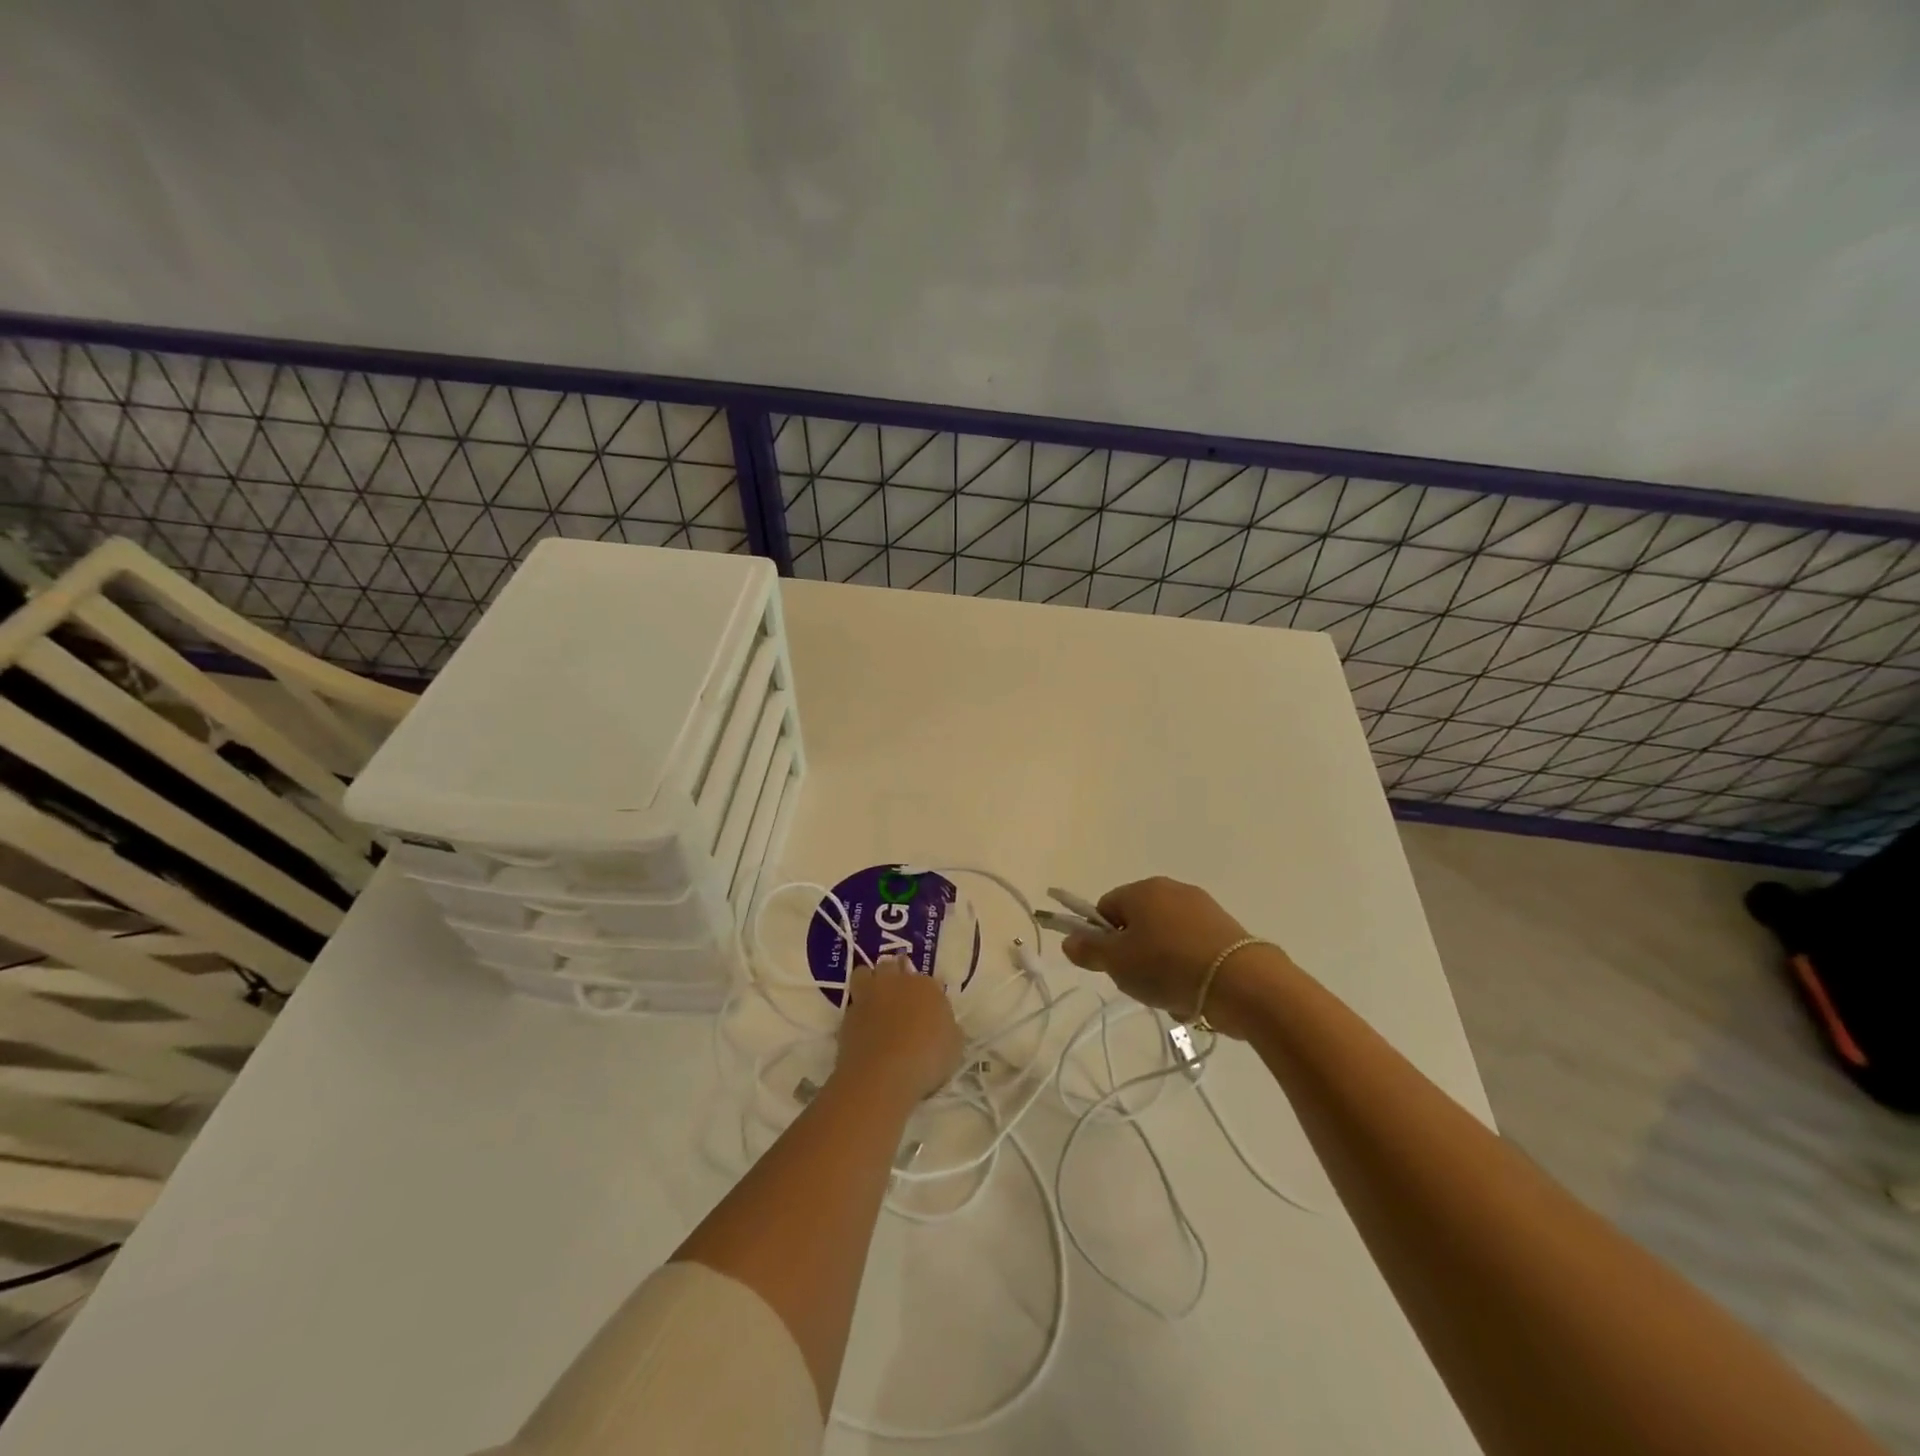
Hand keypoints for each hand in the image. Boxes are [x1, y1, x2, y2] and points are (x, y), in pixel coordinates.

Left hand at [833, 956, 963, 1103]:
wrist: (883, 1074)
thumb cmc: (927, 1059)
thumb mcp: (954, 1047)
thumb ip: (949, 1029)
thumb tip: (944, 1026)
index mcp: (926, 986)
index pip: (928, 980)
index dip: (927, 993)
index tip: (928, 1007)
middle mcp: (896, 982)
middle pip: (893, 966)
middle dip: (895, 975)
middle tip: (899, 994)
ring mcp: (869, 995)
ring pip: (865, 973)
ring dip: (870, 981)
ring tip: (874, 999)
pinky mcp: (848, 1013)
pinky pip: (852, 1002)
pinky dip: (857, 1009)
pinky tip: (862, 1025)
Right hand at [1061, 877, 1280, 1031]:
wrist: (1241, 982)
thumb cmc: (1168, 966)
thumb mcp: (1118, 963)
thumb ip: (1089, 950)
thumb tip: (1068, 939)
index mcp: (1142, 890)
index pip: (1106, 907)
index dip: (1102, 938)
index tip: (1111, 965)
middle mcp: (1172, 890)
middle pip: (1137, 923)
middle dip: (1134, 954)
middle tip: (1138, 982)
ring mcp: (1203, 908)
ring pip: (1165, 940)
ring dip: (1161, 966)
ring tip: (1170, 995)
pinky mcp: (1227, 930)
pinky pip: (1192, 949)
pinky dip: (1188, 969)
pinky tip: (1194, 994)